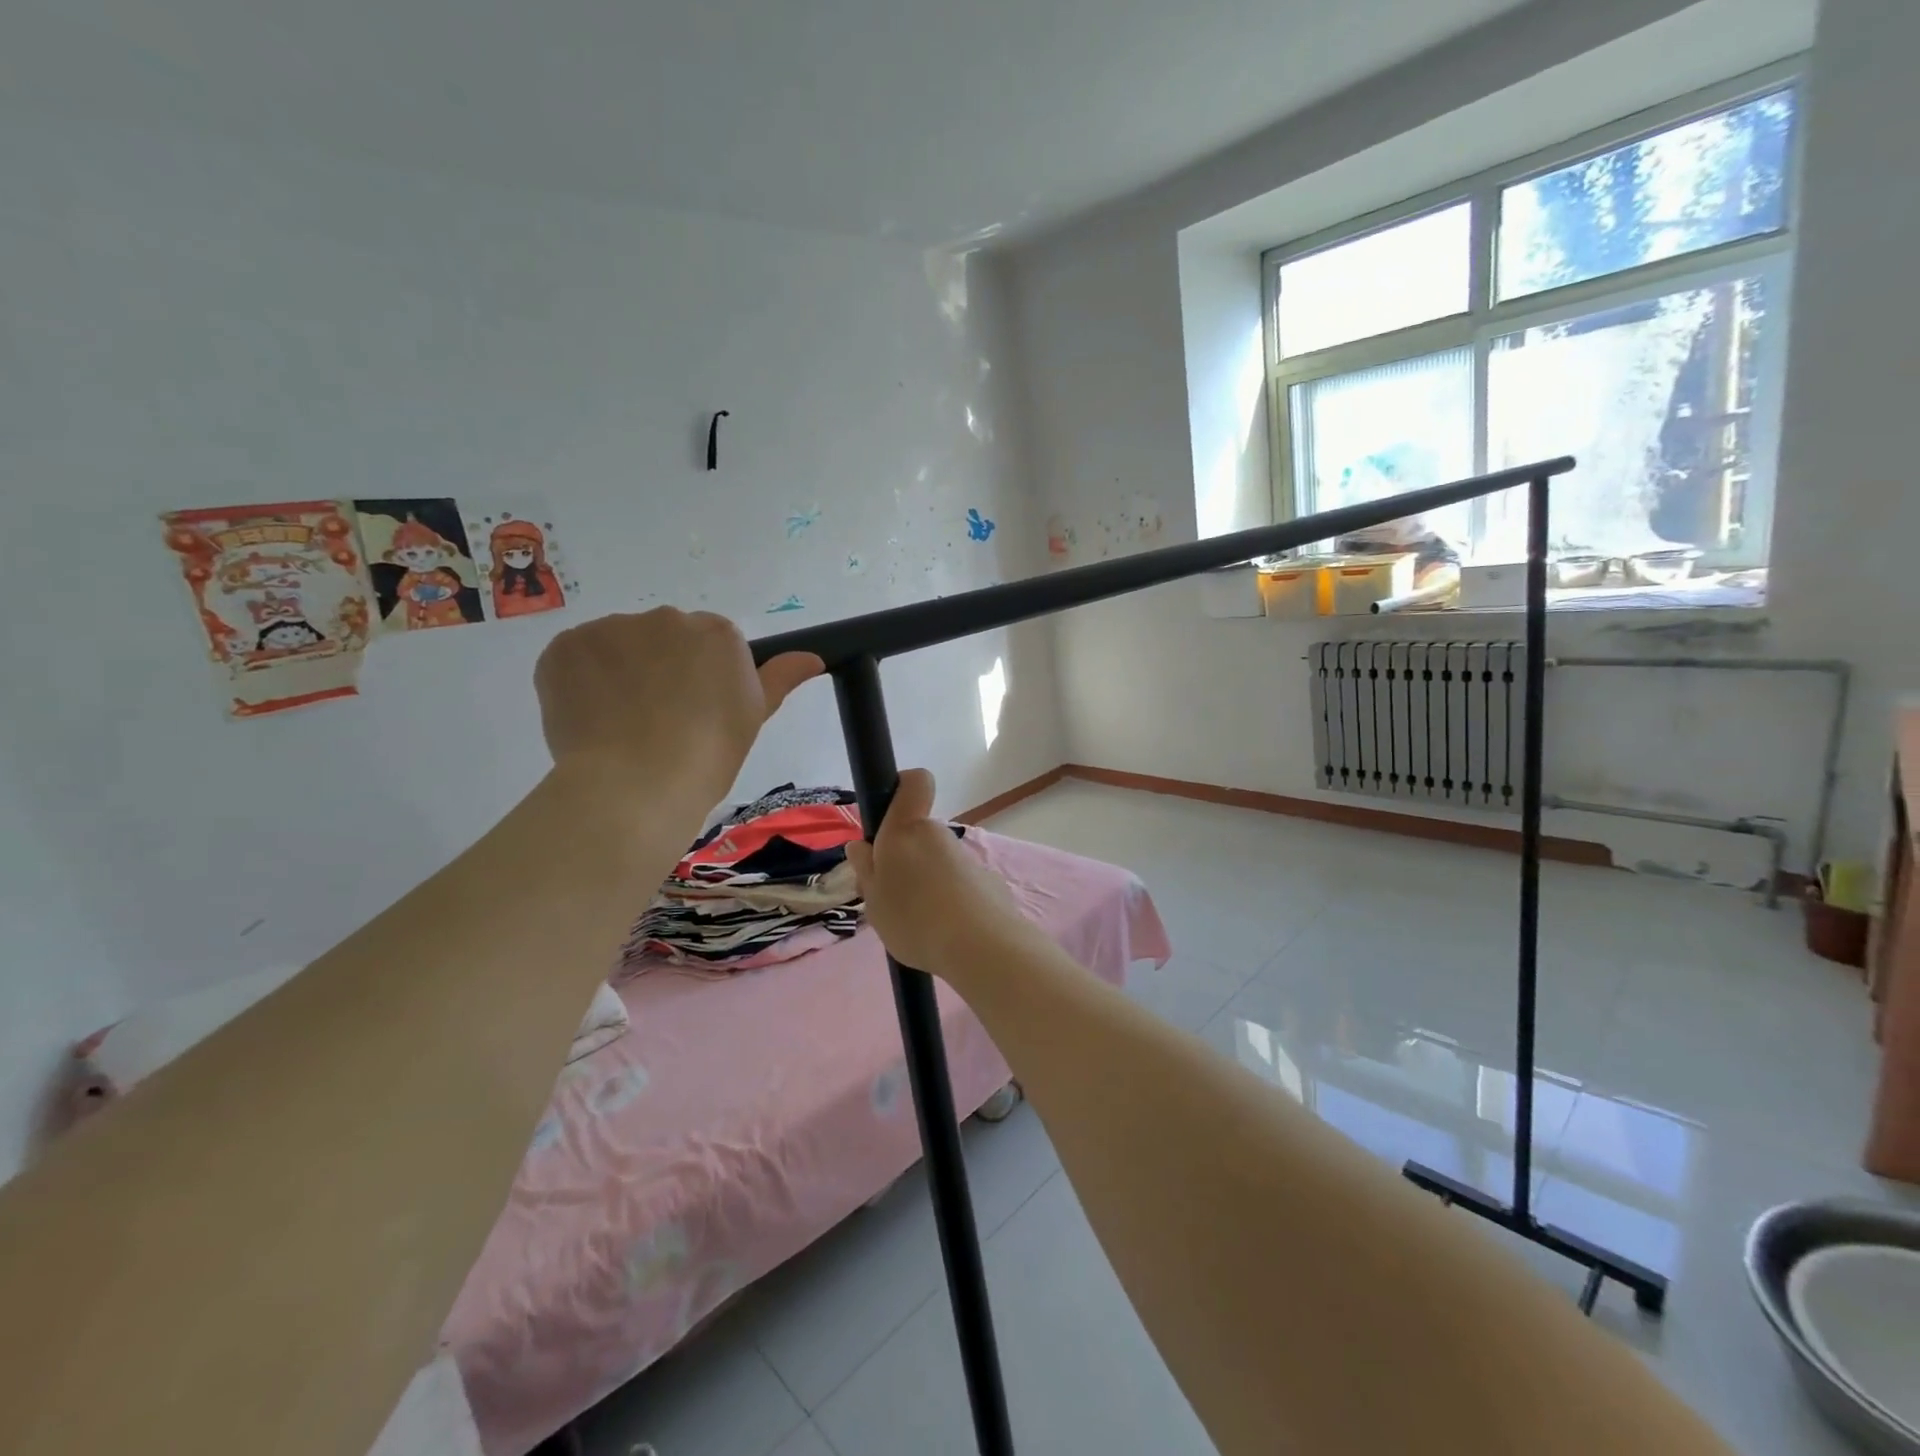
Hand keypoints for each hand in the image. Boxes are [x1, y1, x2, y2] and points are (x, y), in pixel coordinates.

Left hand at [535, 609, 819, 807]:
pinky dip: (580, 681)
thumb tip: (814, 657)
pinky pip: (577, 657)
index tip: (697, 713)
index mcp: (718, 633)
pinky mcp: (567, 646)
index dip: (702, 680)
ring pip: (619, 646)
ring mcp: (612, 628)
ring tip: (620, 724)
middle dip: (660, 669)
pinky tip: (590, 717)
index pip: (710, 645)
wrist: (637, 784)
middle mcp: (667, 618)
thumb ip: (780, 677)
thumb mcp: (753, 717)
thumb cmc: (708, 755)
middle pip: (664, 639)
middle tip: (659, 720)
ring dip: (619, 672)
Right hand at [845, 768, 1031, 977]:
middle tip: (890, 898)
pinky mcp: (988, 882)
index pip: (914, 782)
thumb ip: (866, 870)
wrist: (980, 947)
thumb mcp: (874, 900)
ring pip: (937, 863)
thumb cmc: (914, 918)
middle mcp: (939, 835)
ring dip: (926, 884)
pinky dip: (950, 902)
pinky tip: (946, 934)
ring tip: (918, 925)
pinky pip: (959, 886)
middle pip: (918, 835)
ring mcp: (967, 858)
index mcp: (906, 830)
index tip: (887, 817)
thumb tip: (860, 845)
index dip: (902, 788)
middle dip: (904, 859)